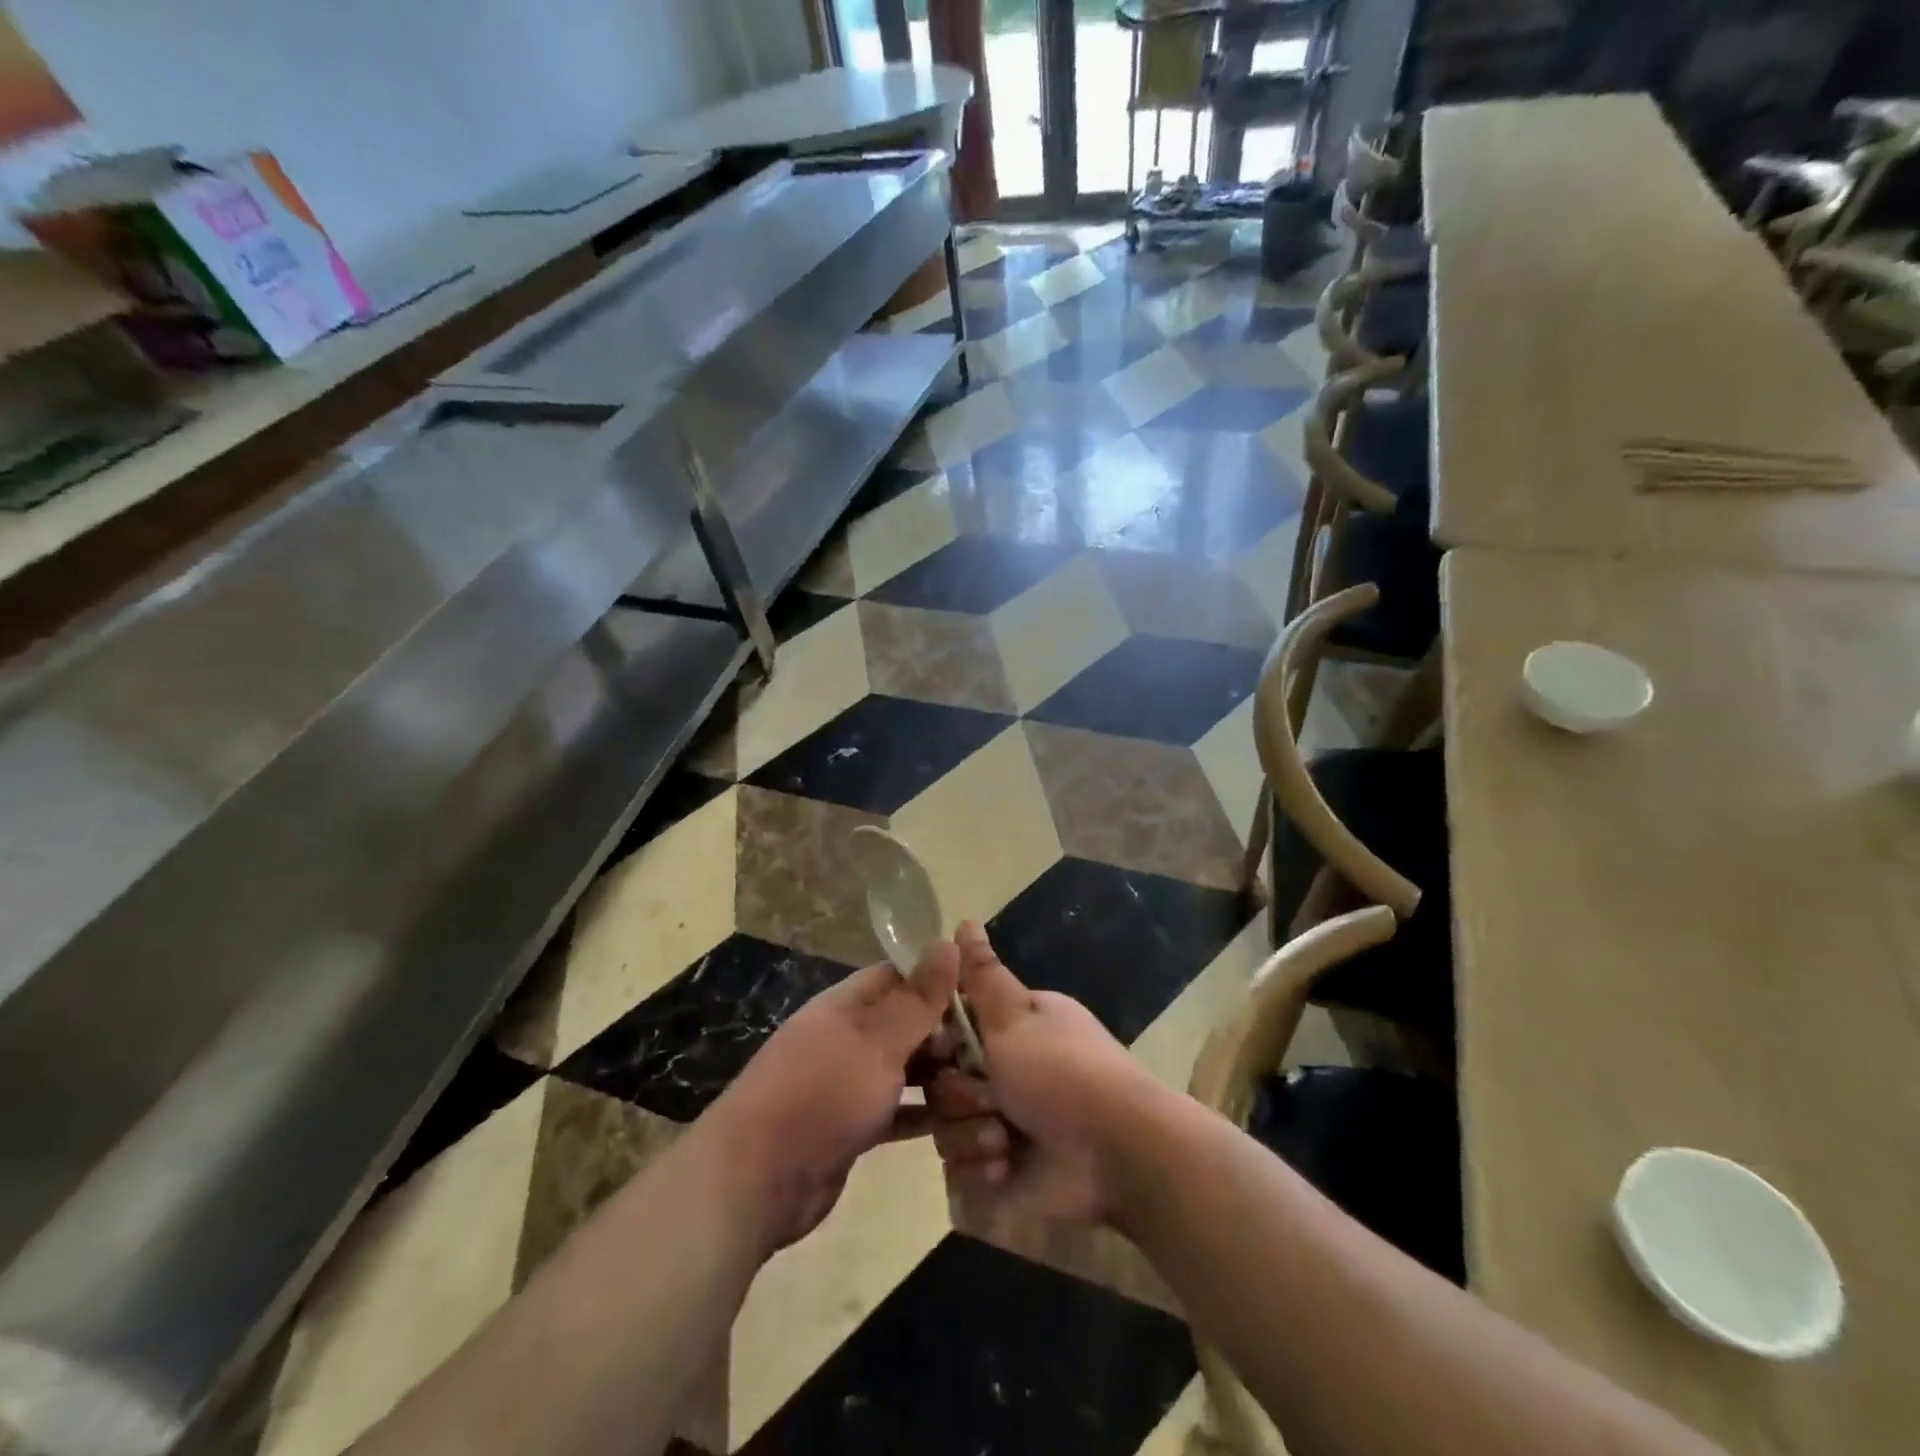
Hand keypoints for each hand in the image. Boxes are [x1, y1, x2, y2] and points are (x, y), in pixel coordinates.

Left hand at [704, 944, 957, 1253]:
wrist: (755, 1180)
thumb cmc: (821, 1094)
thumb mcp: (877, 1041)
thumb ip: (917, 997)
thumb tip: (948, 940)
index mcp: (847, 1005)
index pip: (901, 975)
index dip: (941, 980)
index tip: (985, 996)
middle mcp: (847, 1037)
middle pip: (905, 1023)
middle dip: (946, 1033)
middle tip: (994, 1051)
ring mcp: (846, 1083)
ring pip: (903, 1068)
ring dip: (938, 1076)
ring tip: (986, 1086)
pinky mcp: (850, 1126)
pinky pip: (895, 1111)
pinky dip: (922, 1114)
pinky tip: (958, 1123)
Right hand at [928, 922, 1159, 1226]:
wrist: (1116, 1154)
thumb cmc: (1062, 1073)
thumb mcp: (1016, 1014)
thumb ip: (982, 973)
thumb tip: (965, 920)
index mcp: (1009, 1031)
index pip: (949, 1030)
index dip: (939, 1042)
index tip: (946, 1051)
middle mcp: (1003, 1075)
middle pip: (942, 1082)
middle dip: (961, 1095)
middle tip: (991, 1100)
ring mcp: (1001, 1125)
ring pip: (946, 1128)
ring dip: (971, 1135)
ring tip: (1004, 1143)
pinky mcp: (1001, 1175)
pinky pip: (960, 1172)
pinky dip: (980, 1171)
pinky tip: (1005, 1170)